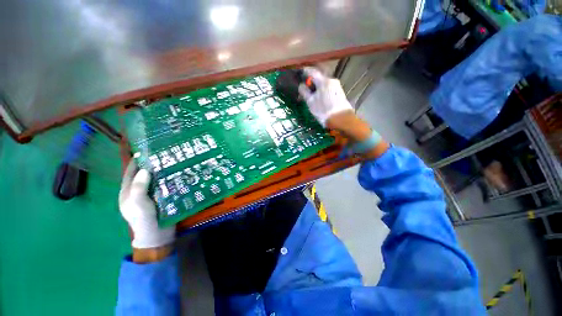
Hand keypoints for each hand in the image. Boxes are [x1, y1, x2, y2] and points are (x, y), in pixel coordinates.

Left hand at [119, 162, 174, 251]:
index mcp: (128, 192)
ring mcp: (151, 195)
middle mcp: (138, 191)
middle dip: (151, 164)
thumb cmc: (144, 220)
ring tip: (173, 161)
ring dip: (162, 171)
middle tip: (164, 154)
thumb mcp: (138, 205)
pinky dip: (169, 178)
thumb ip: (139, 188)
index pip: (130, 173)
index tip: (146, 150)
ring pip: (156, 179)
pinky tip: (177, 173)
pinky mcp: (162, 197)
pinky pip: (164, 185)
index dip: (136, 162)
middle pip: (144, 175)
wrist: (158, 236)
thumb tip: (145, 169)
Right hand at [299, 67, 389, 158]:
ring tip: (311, 95)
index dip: (305, 71)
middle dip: (311, 81)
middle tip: (304, 88)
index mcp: (324, 81)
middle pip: (319, 77)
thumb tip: (301, 85)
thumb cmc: (324, 111)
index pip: (312, 71)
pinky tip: (319, 98)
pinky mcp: (339, 92)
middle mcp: (331, 80)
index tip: (299, 73)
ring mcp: (337, 86)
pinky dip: (322, 90)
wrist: (342, 120)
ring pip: (323, 83)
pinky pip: (328, 88)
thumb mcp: (311, 103)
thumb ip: (305, 92)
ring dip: (316, 86)